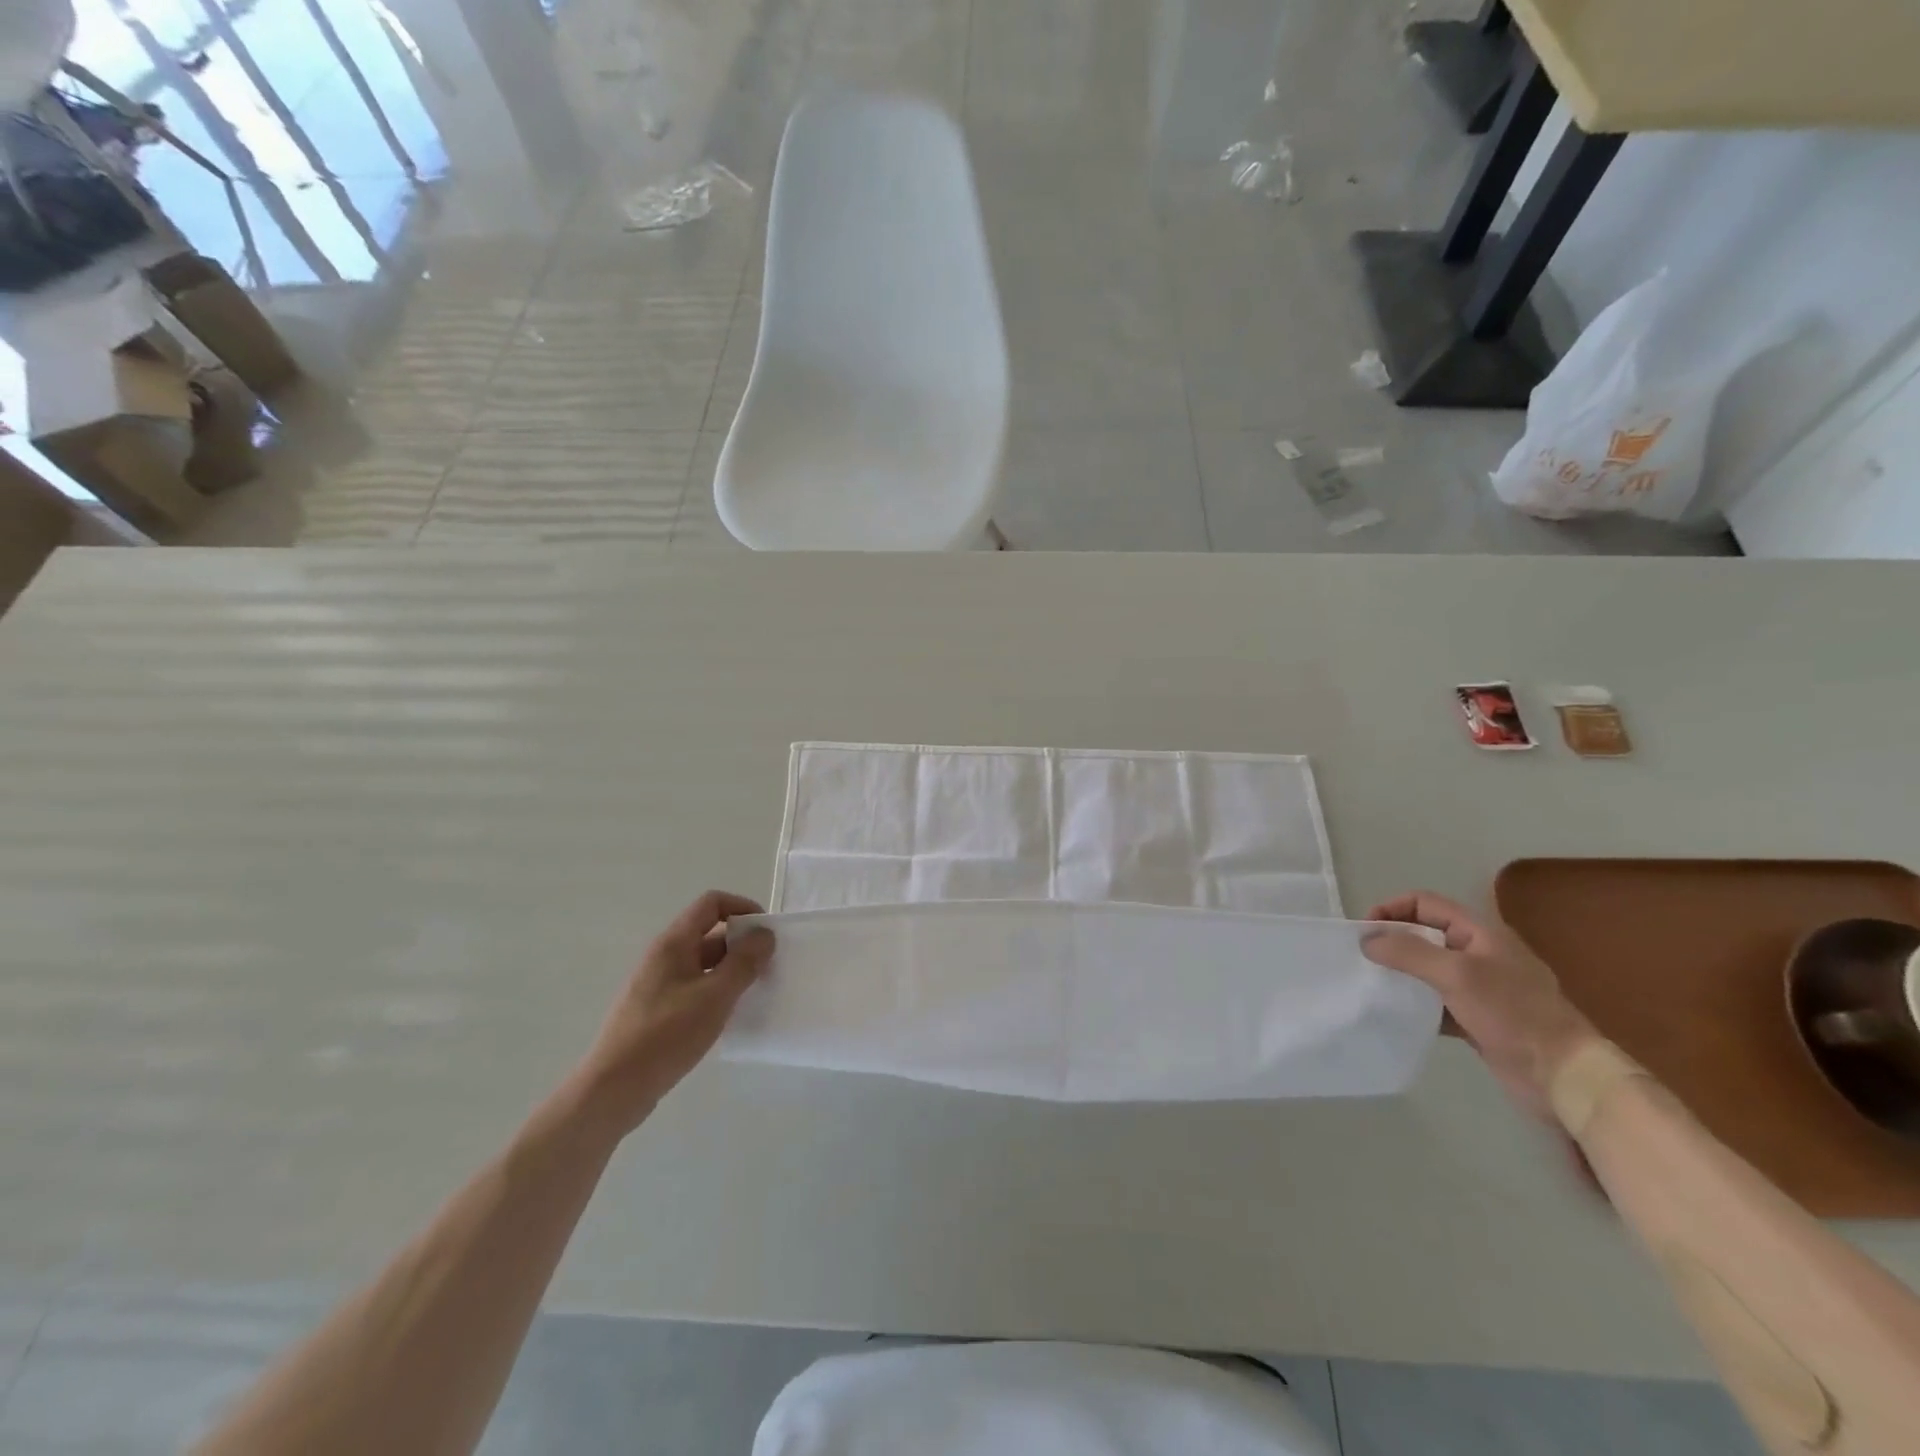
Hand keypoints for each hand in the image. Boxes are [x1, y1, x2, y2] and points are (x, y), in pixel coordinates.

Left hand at [573, 891, 774, 1134]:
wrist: (613, 1089)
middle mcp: (664, 956)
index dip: (742, 907)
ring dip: (732, 970)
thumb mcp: (715, 996)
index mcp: (674, 943)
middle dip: (742, 943)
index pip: (711, 904)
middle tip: (769, 966)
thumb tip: (764, 934)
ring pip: (704, 963)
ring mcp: (658, 984)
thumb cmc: (666, 1035)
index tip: (767, 932)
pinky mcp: (657, 1010)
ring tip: (756, 991)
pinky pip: (695, 987)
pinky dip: (717, 991)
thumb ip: (744, 962)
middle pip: (709, 932)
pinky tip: (730, 1015)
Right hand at [1361, 891, 1598, 1124]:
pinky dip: (1415, 1004)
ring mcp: (1480, 988)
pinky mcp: (1477, 1018)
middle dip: (1392, 942)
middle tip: (1362, 959)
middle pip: (1424, 935)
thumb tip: (1367, 941)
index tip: (1364, 932)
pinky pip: (1436, 1002)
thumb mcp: (1457, 974)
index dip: (1391, 909)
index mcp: (1480, 932)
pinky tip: (1397, 1014)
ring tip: (1373, 985)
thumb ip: (1409, 952)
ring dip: (1401, 974)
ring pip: (1428, 970)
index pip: (1425, 903)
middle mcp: (1478, 953)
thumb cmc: (1513, 1013)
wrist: (1564, 1075)